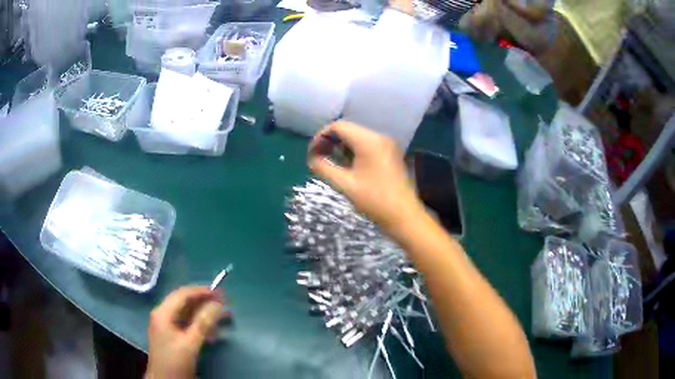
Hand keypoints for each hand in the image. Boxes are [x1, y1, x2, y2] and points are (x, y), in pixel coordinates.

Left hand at [146, 286, 228, 378]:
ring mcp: (167, 326)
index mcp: (163, 313)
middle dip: (205, 302)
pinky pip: (187, 325)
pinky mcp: (172, 336)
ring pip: (187, 314)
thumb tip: (217, 304)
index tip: (220, 292)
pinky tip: (213, 331)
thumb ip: (203, 323)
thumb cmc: (175, 361)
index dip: (201, 291)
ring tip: (224, 316)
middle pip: (185, 303)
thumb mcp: (190, 343)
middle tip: (224, 302)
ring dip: (205, 314)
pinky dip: (200, 325)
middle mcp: (163, 315)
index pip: (183, 294)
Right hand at [308, 121, 423, 231]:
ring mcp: (387, 145)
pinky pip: (367, 145)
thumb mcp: (345, 185)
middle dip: (330, 141)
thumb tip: (311, 159)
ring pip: (357, 137)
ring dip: (341, 146)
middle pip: (348, 130)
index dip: (321, 136)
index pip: (339, 126)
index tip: (312, 153)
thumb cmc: (374, 201)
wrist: (404, 216)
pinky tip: (347, 165)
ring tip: (330, 162)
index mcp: (369, 141)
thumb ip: (324, 168)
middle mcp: (379, 137)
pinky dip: (354, 151)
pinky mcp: (390, 154)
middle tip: (318, 158)